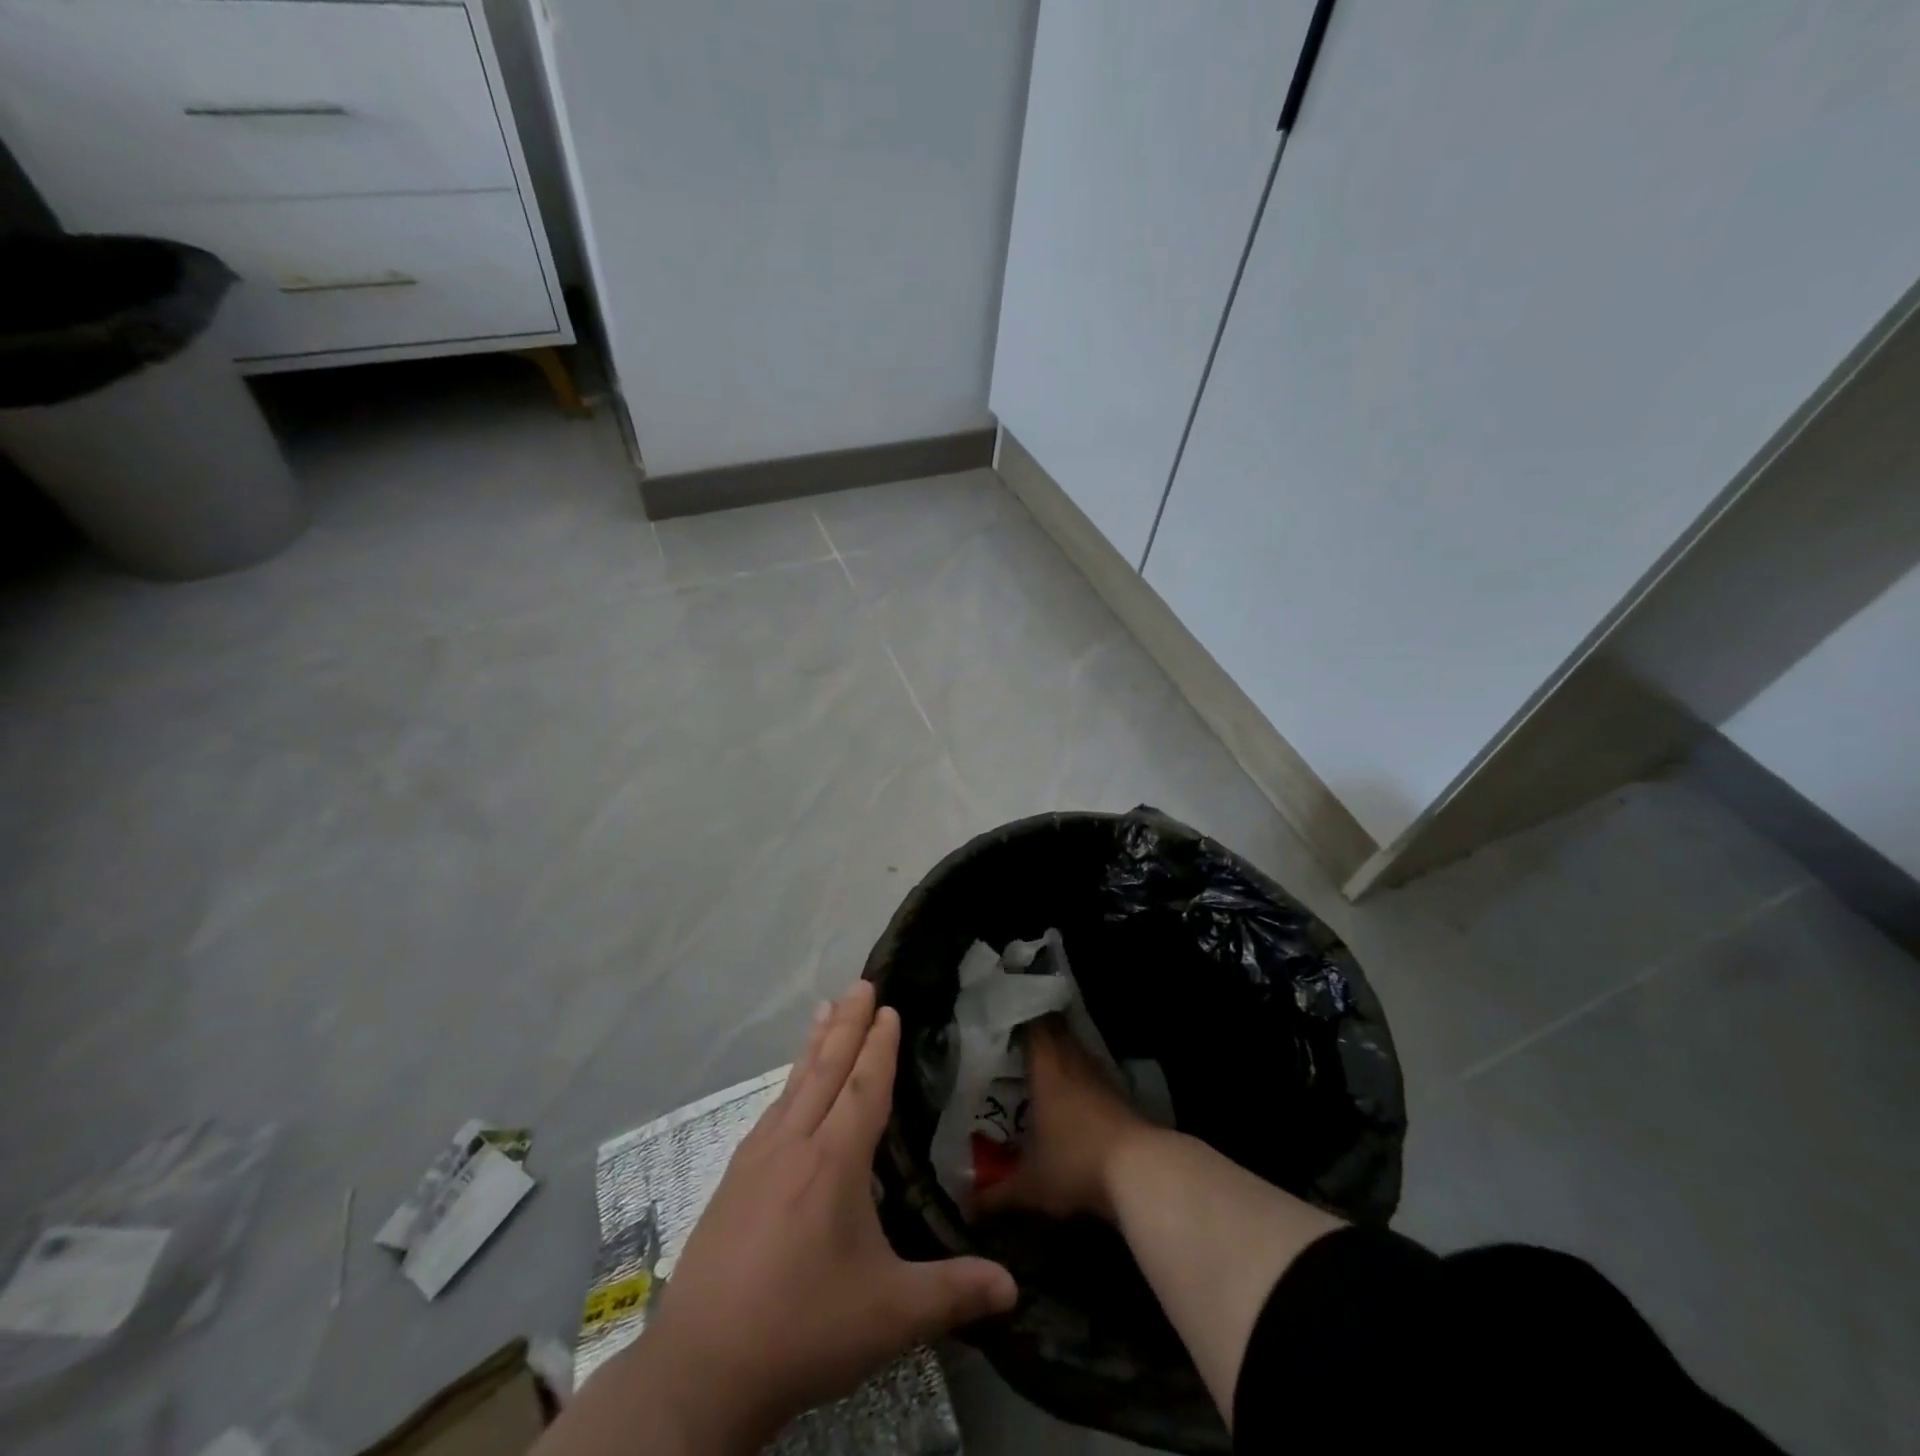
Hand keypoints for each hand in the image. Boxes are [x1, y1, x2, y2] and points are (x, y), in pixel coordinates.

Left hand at [579, 983, 1017, 1455]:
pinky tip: (790, 1087)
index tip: (888, 1008)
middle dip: (847, 1024)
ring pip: (794, 1085)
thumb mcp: (890, 1317)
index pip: (864, 1087)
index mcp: (834, 1162)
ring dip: (815, 1044)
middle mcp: (794, 1145)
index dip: (879, 1045)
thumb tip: (1015, 1288)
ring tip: (825, 1008)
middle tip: (860, 983)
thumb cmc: (802, 1330)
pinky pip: (771, 1110)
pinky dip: (789, 1082)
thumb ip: (953, 1293)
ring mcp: (757, 1159)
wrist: (701, 1370)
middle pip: (826, 1069)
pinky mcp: (734, 1180)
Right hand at [975, 1016, 1152, 1223]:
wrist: (1140, 1171)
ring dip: (1061, 1053)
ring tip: (1040, 1065)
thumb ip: (997, 1194)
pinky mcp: (1120, 1095)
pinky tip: (1070, 1096)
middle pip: (1055, 1031)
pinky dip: (1080, 1077)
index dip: (1019, 1018)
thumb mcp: (1031, 1185)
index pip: (1032, 1025)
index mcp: (1046, 1067)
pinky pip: (1092, 1073)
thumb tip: (968, 1206)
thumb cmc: (1075, 1163)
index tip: (1002, 1018)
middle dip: (1038, 1032)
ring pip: (1075, 1051)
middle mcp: (1072, 1061)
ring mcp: (1099, 1077)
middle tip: (1016, 1040)